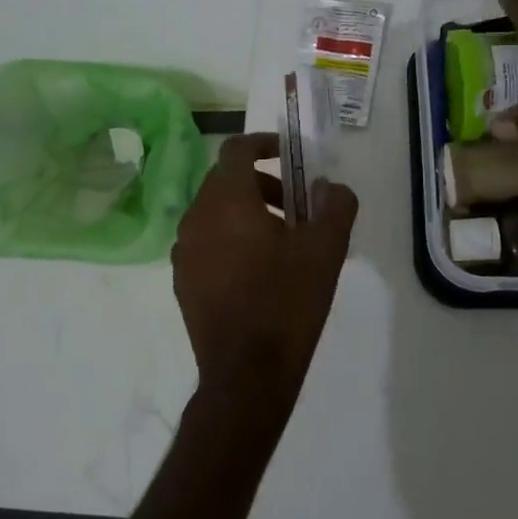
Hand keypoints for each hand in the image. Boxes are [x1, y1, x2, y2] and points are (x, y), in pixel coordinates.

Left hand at [171, 134, 358, 419]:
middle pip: (226, 180)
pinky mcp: (182, 280)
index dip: (263, 143)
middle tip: (296, 205)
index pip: (236, 149)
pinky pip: (206, 241)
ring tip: (282, 241)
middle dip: (262, 182)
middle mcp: (196, 217)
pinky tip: (258, 271)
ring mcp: (183, 251)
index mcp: (227, 200)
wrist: (246, 375)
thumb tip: (331, 187)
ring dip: (246, 211)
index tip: (289, 154)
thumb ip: (335, 206)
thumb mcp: (326, 250)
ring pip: (214, 211)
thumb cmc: (287, 302)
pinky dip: (230, 238)